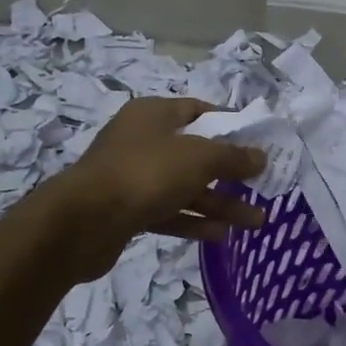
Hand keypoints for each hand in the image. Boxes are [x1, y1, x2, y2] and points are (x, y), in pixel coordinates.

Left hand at [48, 97, 265, 279]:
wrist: (83, 222)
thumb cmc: (145, 174)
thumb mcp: (198, 158)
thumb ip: (233, 157)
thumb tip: (260, 157)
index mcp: (154, 114)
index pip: (198, 111)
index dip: (230, 124)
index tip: (257, 142)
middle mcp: (142, 140)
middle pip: (195, 153)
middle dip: (230, 173)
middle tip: (262, 188)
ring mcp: (133, 177)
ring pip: (185, 187)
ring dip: (219, 202)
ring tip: (256, 221)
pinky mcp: (127, 210)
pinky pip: (168, 212)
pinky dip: (193, 221)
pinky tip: (222, 235)